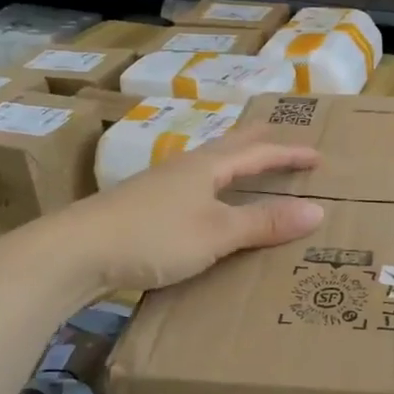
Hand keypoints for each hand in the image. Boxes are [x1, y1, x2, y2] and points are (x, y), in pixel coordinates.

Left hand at [63, 128, 324, 290]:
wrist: (75, 253)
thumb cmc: (152, 236)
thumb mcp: (217, 232)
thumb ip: (264, 223)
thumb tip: (317, 211)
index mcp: (207, 165)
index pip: (259, 152)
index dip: (290, 153)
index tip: (318, 155)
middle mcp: (186, 167)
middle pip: (230, 146)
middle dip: (260, 142)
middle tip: (283, 140)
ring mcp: (162, 185)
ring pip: (209, 165)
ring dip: (236, 163)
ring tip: (250, 167)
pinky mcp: (146, 207)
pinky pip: (194, 187)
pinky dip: (215, 187)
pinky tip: (207, 202)